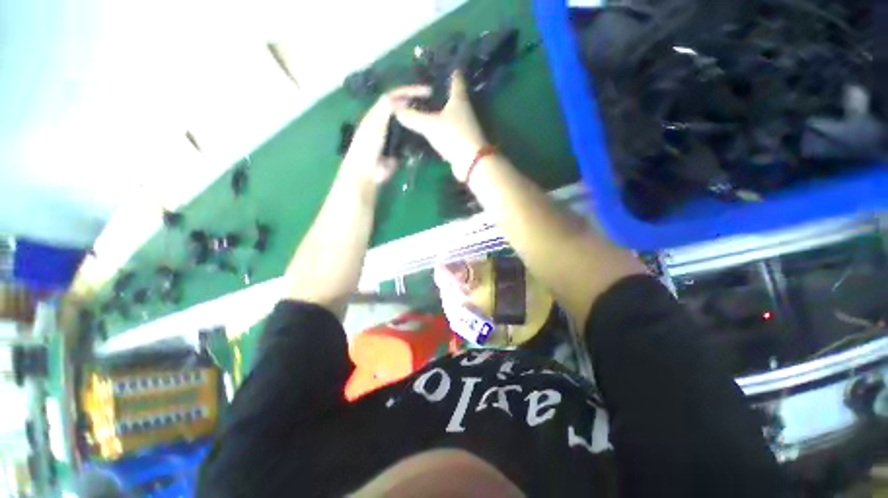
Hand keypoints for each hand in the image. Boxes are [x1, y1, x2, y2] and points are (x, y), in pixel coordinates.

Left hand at [342, 86, 433, 185]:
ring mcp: (395, 138)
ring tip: (435, 119)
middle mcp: (387, 123)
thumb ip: (387, 108)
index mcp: (378, 113)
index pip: (395, 97)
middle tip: (435, 105)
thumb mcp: (375, 122)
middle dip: (417, 106)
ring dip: (419, 122)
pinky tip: (430, 136)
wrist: (368, 171)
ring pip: (409, 126)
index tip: (426, 92)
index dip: (409, 91)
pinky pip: (411, 142)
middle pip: (403, 111)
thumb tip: (404, 99)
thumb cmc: (368, 144)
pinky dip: (419, 139)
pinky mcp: (400, 151)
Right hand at [394, 72, 488, 180]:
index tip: (446, 66)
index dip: (452, 72)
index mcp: (459, 99)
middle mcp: (465, 110)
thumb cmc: (453, 135)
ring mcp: (465, 126)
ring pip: (452, 114)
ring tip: (427, 107)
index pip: (456, 80)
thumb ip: (413, 117)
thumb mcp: (430, 125)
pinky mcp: (463, 140)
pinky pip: (450, 129)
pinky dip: (442, 127)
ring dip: (442, 111)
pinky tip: (433, 129)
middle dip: (443, 92)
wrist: (471, 162)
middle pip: (454, 97)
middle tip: (428, 88)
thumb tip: (395, 110)